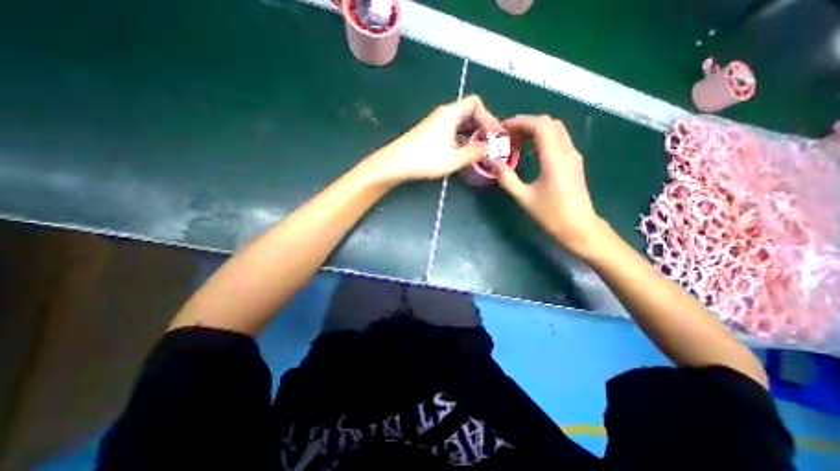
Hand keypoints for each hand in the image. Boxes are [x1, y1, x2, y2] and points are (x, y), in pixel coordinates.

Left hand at [369, 96, 497, 183]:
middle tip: (490, 143)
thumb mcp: (454, 158)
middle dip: (482, 127)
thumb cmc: (426, 158)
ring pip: (460, 124)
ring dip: (472, 135)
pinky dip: (461, 139)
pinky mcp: (430, 134)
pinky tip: (463, 152)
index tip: (492, 135)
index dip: (488, 116)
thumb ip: (474, 153)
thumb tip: (488, 149)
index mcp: (451, 113)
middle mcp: (444, 114)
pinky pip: (452, 132)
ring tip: (479, 150)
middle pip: (469, 113)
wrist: (396, 163)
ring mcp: (436, 124)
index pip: (475, 103)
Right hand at [494, 113, 602, 253]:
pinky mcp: (573, 162)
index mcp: (554, 158)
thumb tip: (492, 161)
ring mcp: (573, 155)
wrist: (578, 227)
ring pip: (555, 130)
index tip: (502, 128)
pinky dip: (542, 138)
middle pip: (548, 123)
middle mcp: (567, 151)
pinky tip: (529, 151)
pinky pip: (558, 140)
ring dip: (535, 130)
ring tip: (516, 142)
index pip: (539, 125)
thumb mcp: (523, 197)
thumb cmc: (550, 214)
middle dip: (526, 123)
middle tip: (507, 135)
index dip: (520, 122)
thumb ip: (506, 177)